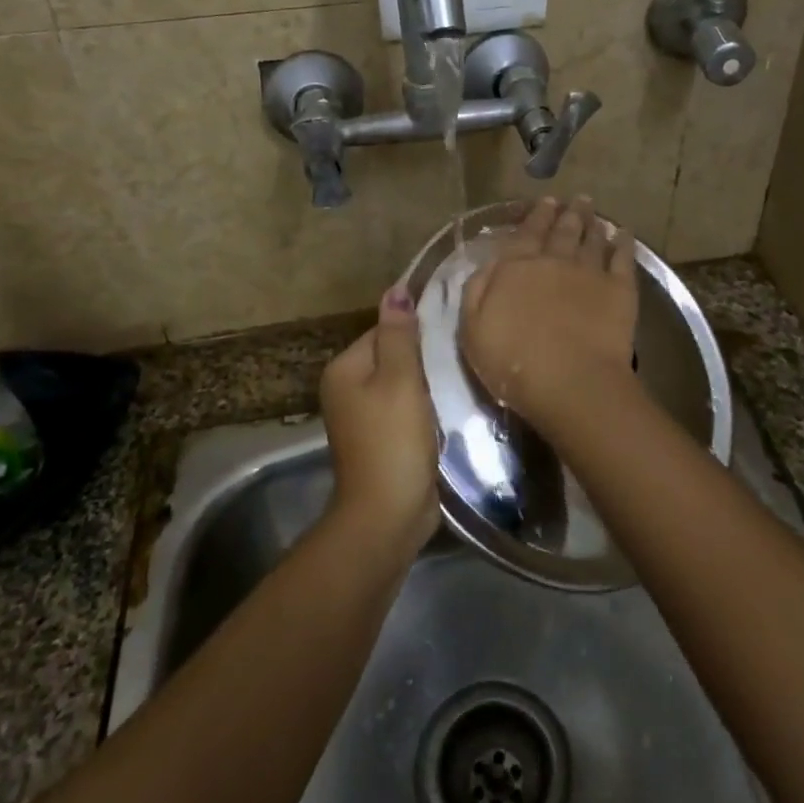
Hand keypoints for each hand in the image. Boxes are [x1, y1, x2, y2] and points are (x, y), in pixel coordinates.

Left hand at [319, 287, 438, 548]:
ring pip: (402, 384)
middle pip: (393, 356)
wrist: (388, 514)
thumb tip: (396, 288)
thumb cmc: (393, 440)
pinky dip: (425, 407)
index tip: (450, 335)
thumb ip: (400, 334)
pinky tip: (448, 408)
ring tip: (459, 379)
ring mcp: (362, 417)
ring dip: (427, 383)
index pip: (384, 330)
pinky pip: (405, 409)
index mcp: (344, 369)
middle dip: (424, 358)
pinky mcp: (382, 439)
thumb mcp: (401, 380)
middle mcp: (346, 389)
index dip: (417, 332)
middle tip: (459, 357)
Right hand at [461, 197, 637, 430]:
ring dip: (592, 222)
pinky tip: (624, 234)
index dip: (536, 216)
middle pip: (562, 231)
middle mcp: (554, 260)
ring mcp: (589, 272)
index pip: (526, 233)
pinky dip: (623, 243)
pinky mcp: (619, 290)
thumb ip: (477, 290)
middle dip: (567, 213)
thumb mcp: (473, 329)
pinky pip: (623, 258)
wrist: (571, 381)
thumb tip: (488, 263)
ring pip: (591, 239)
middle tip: (575, 199)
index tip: (545, 201)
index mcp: (517, 268)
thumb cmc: (513, 361)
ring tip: (593, 210)